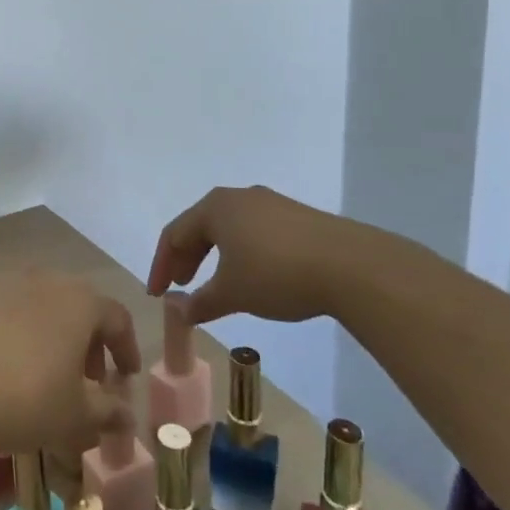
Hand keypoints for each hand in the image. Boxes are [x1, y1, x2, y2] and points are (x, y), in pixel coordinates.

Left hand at [0, 268, 140, 458]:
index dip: (125, 347)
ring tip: (39, 368)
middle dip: (85, 339)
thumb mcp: (75, 417)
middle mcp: (41, 279)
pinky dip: (7, 328)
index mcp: (78, 302)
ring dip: (46, 330)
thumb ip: (107, 412)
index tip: (124, 376)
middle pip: (74, 303)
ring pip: (35, 301)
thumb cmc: (25, 400)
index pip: (116, 317)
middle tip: (84, 377)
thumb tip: (126, 415)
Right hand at [146, 185, 391, 326]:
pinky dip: (242, 253)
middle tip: (183, 288)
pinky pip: (255, 232)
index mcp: (214, 207)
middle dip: (187, 259)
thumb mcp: (232, 293)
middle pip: (200, 227)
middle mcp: (239, 197)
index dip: (161, 266)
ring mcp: (271, 203)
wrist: (352, 266)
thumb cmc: (276, 274)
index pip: (173, 234)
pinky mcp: (297, 217)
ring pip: (229, 229)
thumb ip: (199, 303)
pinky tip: (253, 276)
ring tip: (216, 284)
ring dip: (214, 256)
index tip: (158, 295)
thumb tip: (178, 312)